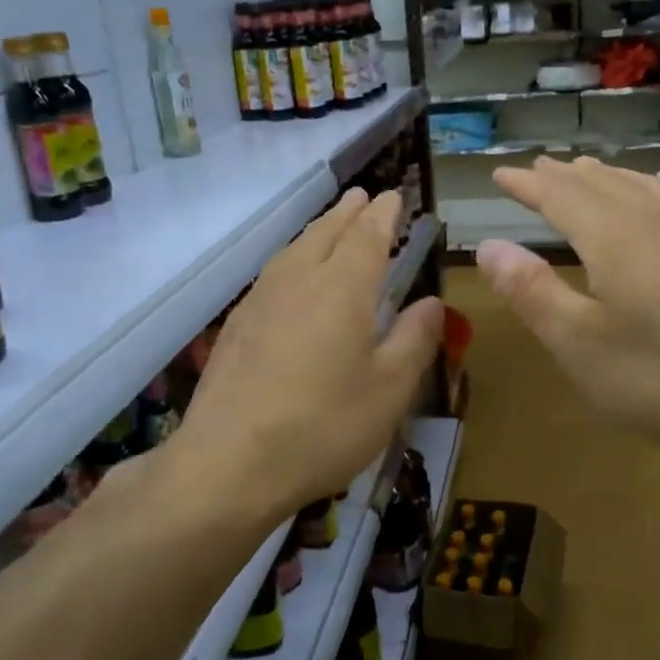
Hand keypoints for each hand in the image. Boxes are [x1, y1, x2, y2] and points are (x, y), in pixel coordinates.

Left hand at [174, 188, 443, 526]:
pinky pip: (273, 273)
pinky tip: (292, 277)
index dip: (384, 214)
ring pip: (294, 249)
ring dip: (318, 230)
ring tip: (332, 225)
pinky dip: (293, 258)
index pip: (368, 236)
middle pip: (326, 233)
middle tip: (364, 197)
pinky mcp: (236, 326)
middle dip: (349, 213)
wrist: (228, 463)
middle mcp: (299, 281)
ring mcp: (260, 301)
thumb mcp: (389, 390)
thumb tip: (431, 303)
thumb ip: (414, 340)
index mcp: (342, 289)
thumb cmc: (323, 426)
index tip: (394, 196)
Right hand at [477, 157, 659, 469]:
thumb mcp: (576, 342)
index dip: (526, 184)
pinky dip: (654, 187)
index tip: (499, 174)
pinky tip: (658, 185)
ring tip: (583, 170)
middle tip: (536, 169)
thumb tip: (488, 246)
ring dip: (604, 177)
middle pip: (600, 183)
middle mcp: (651, 220)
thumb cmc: (655, 376)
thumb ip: (531, 290)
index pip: (559, 195)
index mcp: (612, 236)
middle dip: (563, 175)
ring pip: (639, 186)